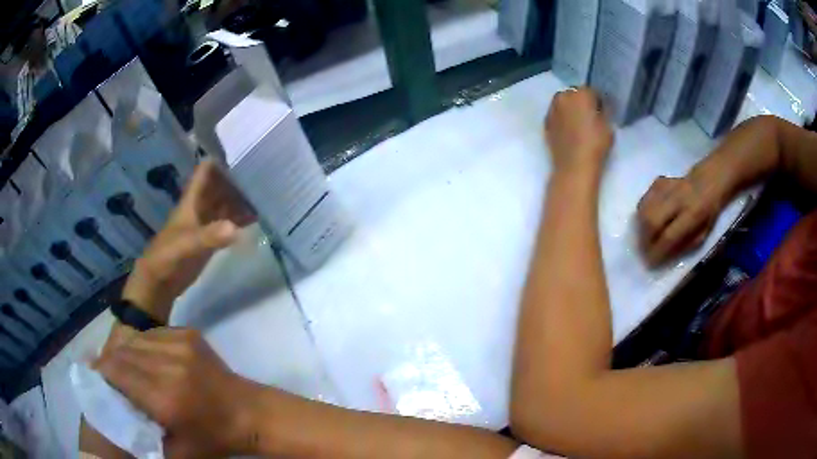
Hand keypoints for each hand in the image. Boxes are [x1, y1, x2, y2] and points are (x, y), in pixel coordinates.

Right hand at [95, 328, 259, 457]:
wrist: (250, 414)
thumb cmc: (214, 439)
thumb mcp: (176, 452)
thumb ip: (142, 437)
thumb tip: (113, 417)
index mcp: (164, 397)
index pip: (116, 371)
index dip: (101, 372)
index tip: (97, 380)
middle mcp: (169, 364)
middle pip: (123, 353)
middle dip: (111, 362)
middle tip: (109, 375)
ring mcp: (180, 344)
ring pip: (136, 340)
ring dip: (126, 353)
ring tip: (126, 368)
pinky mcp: (189, 334)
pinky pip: (153, 334)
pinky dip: (144, 345)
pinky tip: (147, 360)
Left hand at [123, 160, 254, 320]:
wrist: (160, 283)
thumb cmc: (167, 256)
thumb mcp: (186, 244)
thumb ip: (208, 236)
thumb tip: (234, 229)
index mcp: (192, 200)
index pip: (206, 171)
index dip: (222, 159)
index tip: (245, 152)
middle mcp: (200, 206)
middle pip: (221, 186)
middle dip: (238, 178)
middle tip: (265, 173)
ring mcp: (206, 223)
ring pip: (226, 204)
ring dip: (242, 199)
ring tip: (267, 194)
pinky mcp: (210, 239)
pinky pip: (228, 223)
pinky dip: (241, 219)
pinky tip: (257, 217)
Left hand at [545, 87, 613, 177]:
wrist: (574, 166)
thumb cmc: (596, 145)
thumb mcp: (608, 126)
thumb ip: (604, 111)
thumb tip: (600, 107)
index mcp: (581, 93)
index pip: (592, 91)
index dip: (598, 101)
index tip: (602, 110)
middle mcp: (563, 96)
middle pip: (574, 94)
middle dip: (582, 101)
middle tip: (589, 115)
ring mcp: (552, 109)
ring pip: (563, 102)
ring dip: (570, 108)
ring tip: (578, 122)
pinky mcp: (545, 122)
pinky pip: (556, 115)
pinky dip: (561, 118)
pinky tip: (568, 130)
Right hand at [637, 174, 721, 265]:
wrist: (708, 181)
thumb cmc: (709, 213)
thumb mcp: (703, 234)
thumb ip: (685, 245)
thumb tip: (664, 256)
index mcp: (694, 213)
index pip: (669, 235)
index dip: (658, 252)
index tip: (650, 264)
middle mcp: (678, 198)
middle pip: (651, 220)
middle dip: (644, 240)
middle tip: (644, 252)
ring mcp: (666, 187)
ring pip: (644, 209)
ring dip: (641, 228)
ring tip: (644, 239)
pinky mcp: (658, 182)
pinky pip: (644, 200)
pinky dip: (642, 213)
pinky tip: (646, 221)